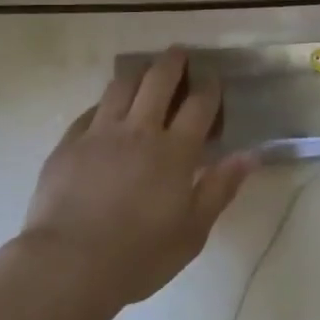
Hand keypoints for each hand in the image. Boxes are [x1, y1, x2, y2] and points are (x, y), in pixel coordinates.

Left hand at [21, 49, 256, 308]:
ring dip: (138, 74)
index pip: (198, 104)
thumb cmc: (139, 255)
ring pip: (121, 86)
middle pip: (159, 80)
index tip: (213, 78)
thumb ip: (221, 188)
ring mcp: (100, 133)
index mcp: (174, 151)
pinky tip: (107, 109)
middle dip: (173, 62)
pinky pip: (90, 110)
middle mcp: (139, 130)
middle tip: (180, 54)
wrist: (68, 264)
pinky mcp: (69, 143)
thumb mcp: (192, 232)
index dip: (209, 86)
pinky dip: (105, 103)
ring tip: (144, 73)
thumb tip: (251, 154)